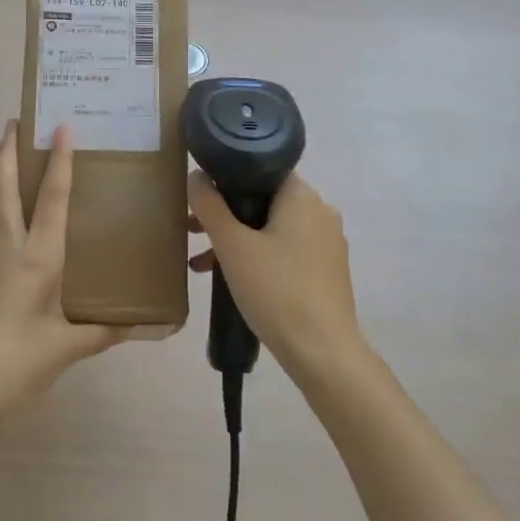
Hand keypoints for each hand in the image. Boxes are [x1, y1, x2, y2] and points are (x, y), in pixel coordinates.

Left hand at [0, 121, 127, 425]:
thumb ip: (105, 330)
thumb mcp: (68, 348)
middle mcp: (10, 249)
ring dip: (4, 173)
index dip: (58, 163)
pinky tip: (23, 213)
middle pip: (3, 188)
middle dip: (7, 152)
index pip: (49, 200)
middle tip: (16, 121)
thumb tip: (140, 321)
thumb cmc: (16, 362)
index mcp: (36, 259)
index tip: (61, 128)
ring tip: (17, 152)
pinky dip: (7, 202)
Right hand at [188, 172, 369, 383]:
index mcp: (302, 196)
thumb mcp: (232, 246)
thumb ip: (210, 206)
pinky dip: (259, 257)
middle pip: (264, 200)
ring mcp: (327, 242)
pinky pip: (286, 250)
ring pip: (272, 228)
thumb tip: (197, 175)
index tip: (199, 197)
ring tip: (202, 264)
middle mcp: (321, 211)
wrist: (322, 351)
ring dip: (237, 240)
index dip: (226, 178)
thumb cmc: (275, 289)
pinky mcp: (327, 270)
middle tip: (192, 231)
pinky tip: (233, 280)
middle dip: (225, 215)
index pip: (261, 169)